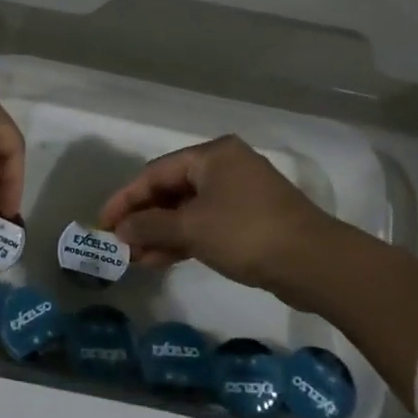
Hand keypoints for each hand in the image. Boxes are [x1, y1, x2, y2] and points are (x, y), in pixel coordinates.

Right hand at [99, 135, 343, 290]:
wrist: (314, 263)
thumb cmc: (246, 233)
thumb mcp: (191, 228)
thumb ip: (150, 226)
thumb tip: (120, 231)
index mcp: (212, 155)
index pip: (155, 172)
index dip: (126, 199)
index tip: (103, 223)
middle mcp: (225, 166)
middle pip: (171, 189)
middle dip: (143, 218)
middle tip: (120, 245)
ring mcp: (240, 193)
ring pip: (188, 209)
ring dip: (161, 233)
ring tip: (136, 259)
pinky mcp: (251, 219)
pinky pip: (206, 223)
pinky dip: (184, 239)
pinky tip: (162, 260)